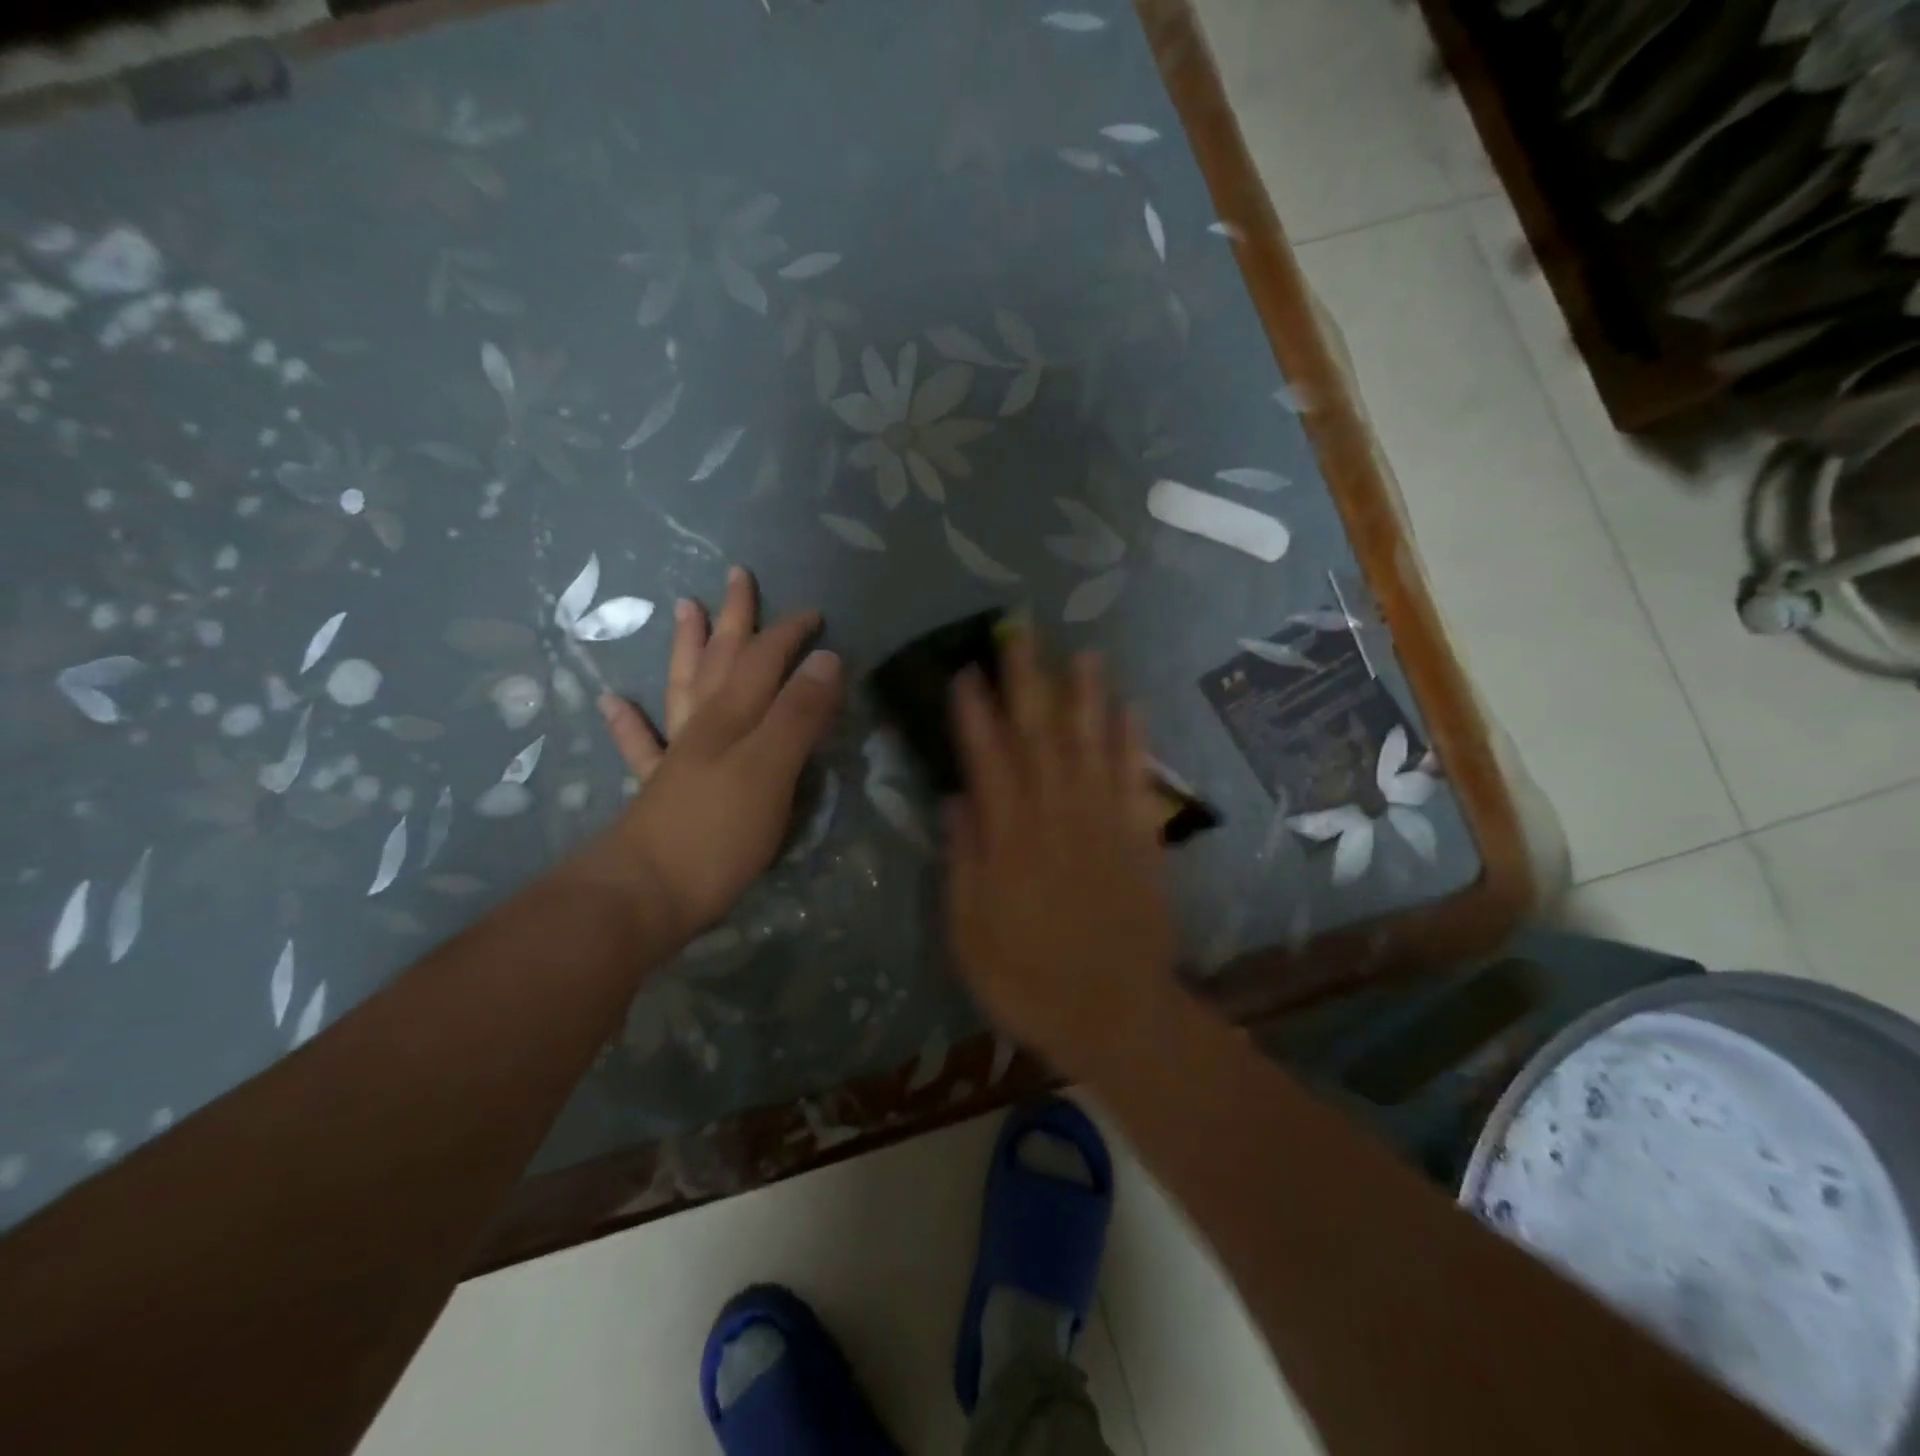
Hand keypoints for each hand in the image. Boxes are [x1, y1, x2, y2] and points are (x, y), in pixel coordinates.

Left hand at [588, 566, 841, 946]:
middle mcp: (705, 727)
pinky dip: (629, 722)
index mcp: (735, 718)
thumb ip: (798, 715)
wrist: (645, 894)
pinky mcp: (658, 791)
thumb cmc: (718, 832)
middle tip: (737, 577)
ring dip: (686, 648)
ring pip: (684, 688)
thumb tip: (827, 659)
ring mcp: (677, 757)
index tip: (814, 613)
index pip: (766, 661)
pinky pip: (642, 747)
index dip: (789, 635)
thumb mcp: (772, 769)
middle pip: (722, 661)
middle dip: (735, 620)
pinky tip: (613, 702)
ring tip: (684, 609)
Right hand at [945, 627, 1179, 1078]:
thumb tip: (956, 799)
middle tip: (1020, 632)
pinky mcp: (1140, 837)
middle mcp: (1057, 814)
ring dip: (1086, 695)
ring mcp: (1104, 821)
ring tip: (1081, 653)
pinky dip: (1133, 741)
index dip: (974, 711)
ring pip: (1092, 743)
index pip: (988, 758)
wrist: (1115, 1013)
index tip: (966, 669)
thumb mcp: (970, 930)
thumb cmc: (1027, 978)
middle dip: (1027, 679)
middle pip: (1040, 734)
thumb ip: (963, 860)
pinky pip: (1136, 778)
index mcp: (1010, 837)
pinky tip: (1130, 708)